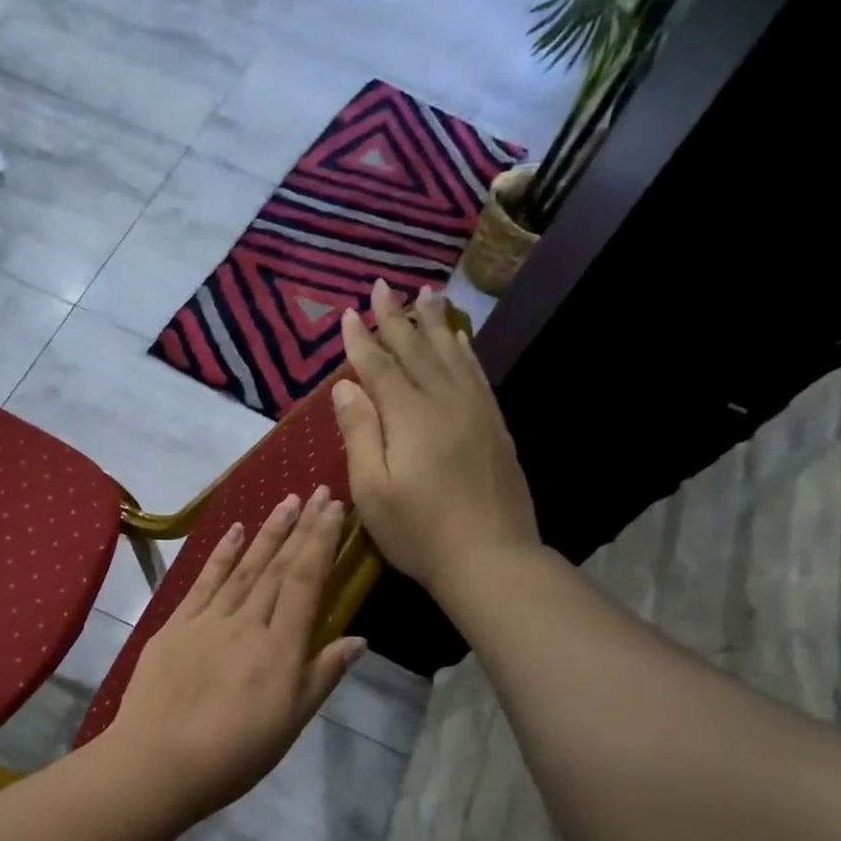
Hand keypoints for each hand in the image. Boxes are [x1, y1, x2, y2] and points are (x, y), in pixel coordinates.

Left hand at [105, 488, 364, 820]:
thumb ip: (322, 676)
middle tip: (316, 491)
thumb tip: (358, 638)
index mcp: (280, 649)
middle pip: (277, 567)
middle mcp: (246, 624)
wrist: (158, 761)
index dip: (320, 542)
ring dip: (266, 532)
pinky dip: (220, 555)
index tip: (333, 509)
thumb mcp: (290, 723)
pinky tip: (234, 532)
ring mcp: (207, 621)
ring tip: (285, 501)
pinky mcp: (175, 626)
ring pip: (243, 568)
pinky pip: (203, 582)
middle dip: (299, 527)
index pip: (304, 582)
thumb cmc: (233, 754)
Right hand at [331, 280, 540, 597]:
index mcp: (408, 416)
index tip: (349, 312)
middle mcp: (443, 401)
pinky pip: (476, 374)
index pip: (379, 366)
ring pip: (450, 355)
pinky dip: (464, 351)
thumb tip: (346, 386)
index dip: (362, 339)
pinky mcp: (494, 425)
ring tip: (425, 293)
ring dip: (433, 323)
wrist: (490, 556)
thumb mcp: (371, 488)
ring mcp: (474, 411)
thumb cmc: (418, 530)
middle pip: (415, 350)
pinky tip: (458, 340)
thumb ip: (359, 432)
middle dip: (395, 318)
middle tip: (383, 285)